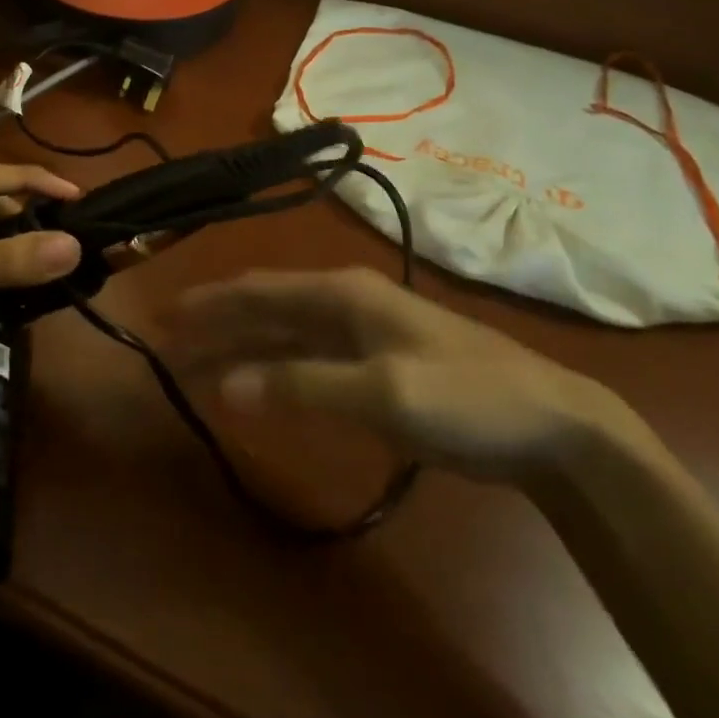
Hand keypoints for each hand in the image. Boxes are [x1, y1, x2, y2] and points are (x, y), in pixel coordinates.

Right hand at [176, 267, 633, 484]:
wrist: (554, 427)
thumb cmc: (466, 397)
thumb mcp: (384, 392)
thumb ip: (301, 385)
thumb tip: (224, 385)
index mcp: (341, 293)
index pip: (257, 290)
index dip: (208, 303)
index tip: (164, 316)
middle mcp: (343, 304)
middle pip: (264, 312)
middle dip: (216, 328)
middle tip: (168, 347)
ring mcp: (360, 336)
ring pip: (282, 337)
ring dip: (239, 352)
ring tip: (197, 370)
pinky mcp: (375, 369)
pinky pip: (306, 363)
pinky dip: (273, 373)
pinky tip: (256, 388)